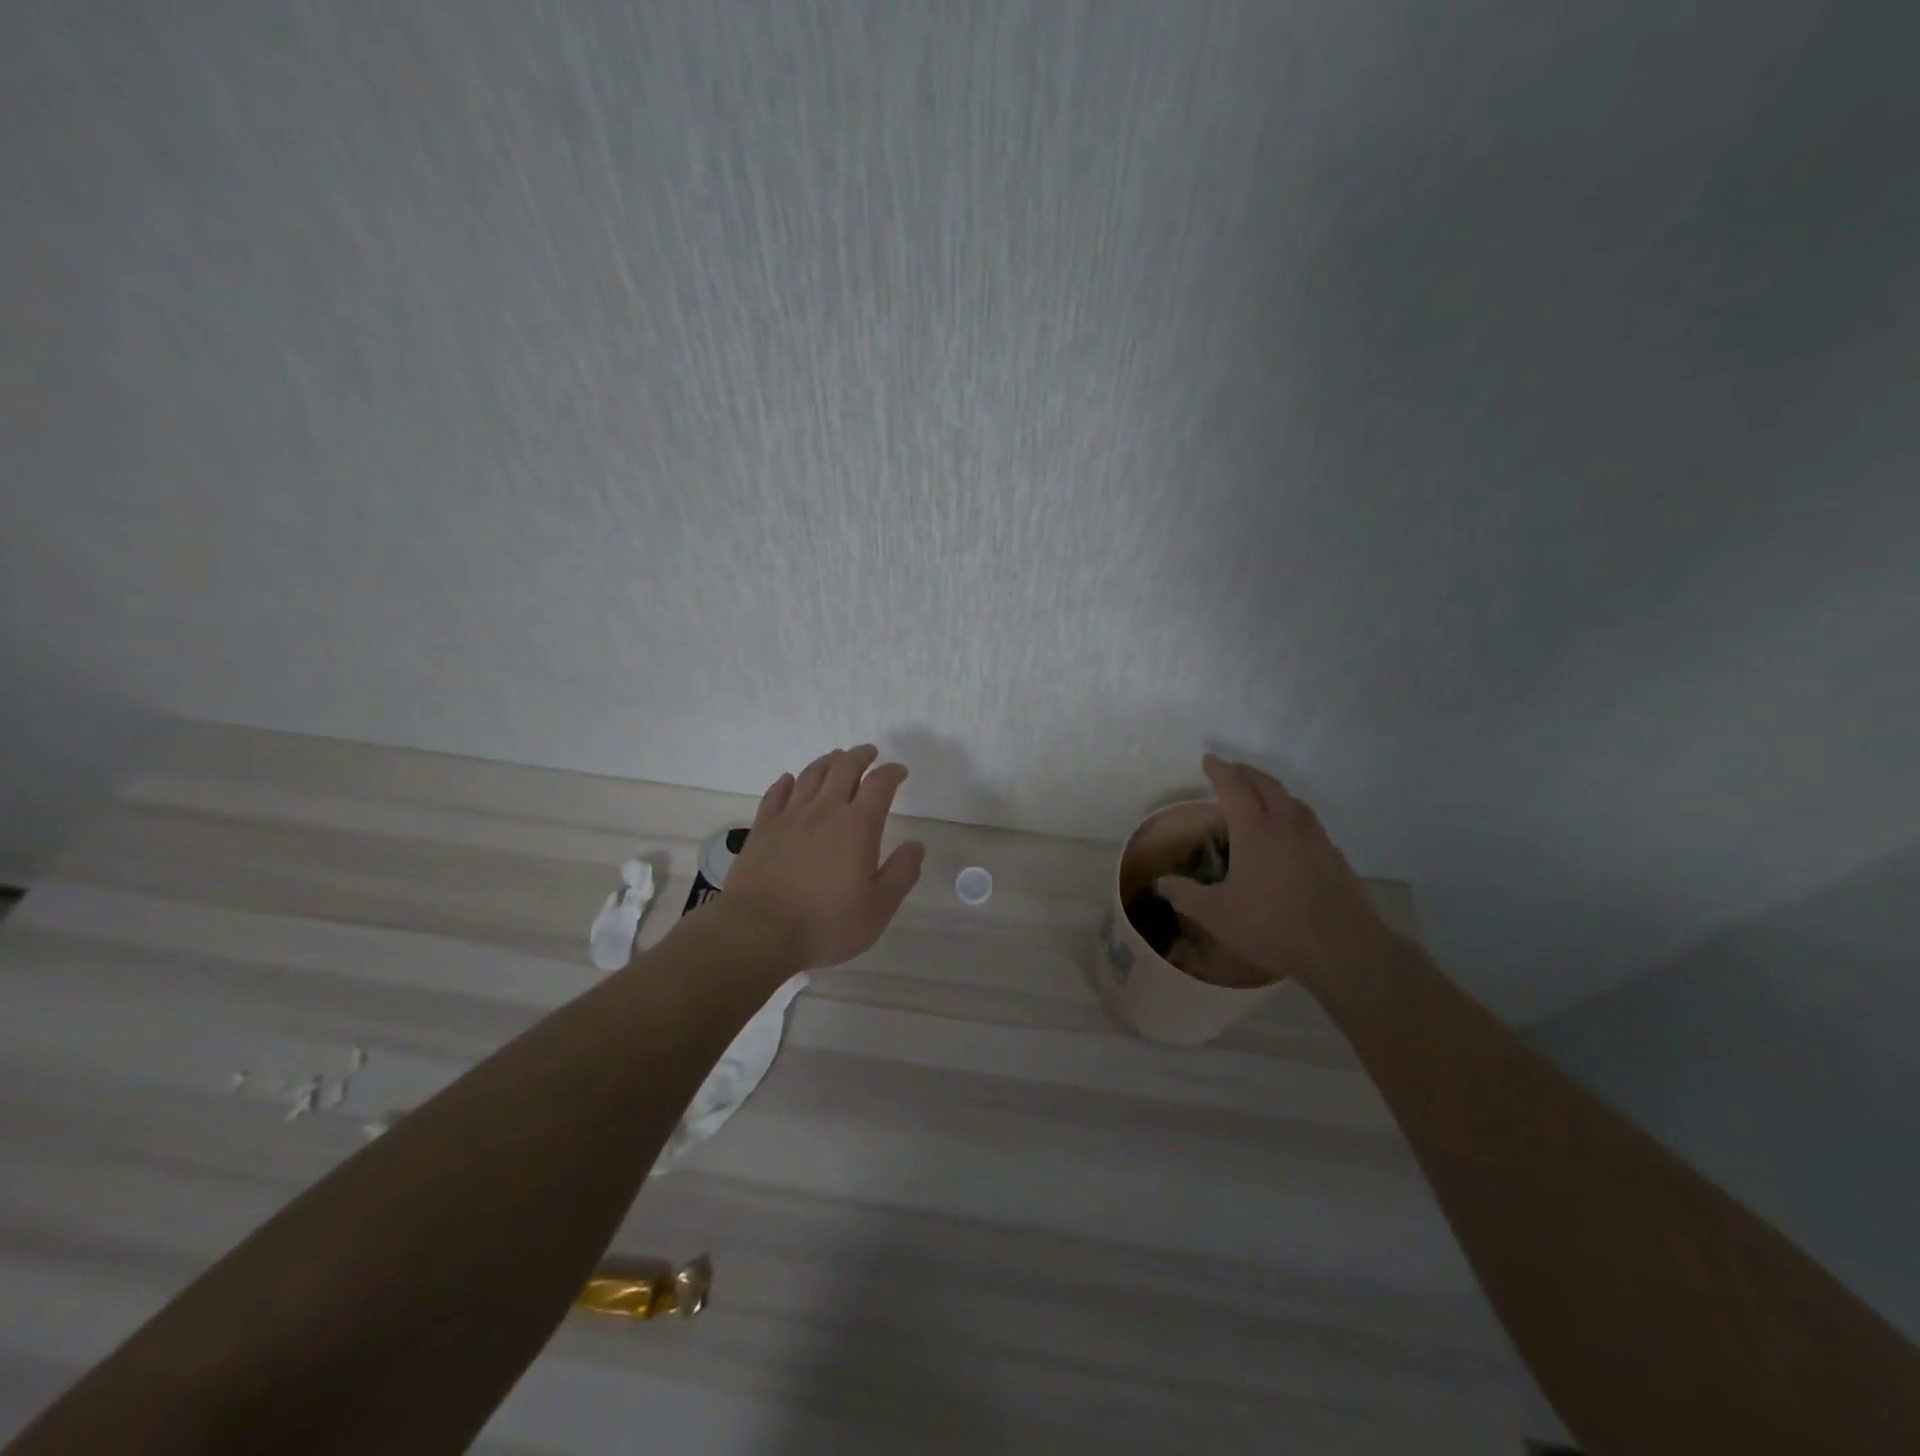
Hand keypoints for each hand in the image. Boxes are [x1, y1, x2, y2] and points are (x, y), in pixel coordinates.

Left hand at [715, 744, 925, 969]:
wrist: (759, 932)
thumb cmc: (826, 923)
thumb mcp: (878, 907)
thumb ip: (901, 873)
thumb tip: (916, 845)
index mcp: (857, 825)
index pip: (879, 785)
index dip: (892, 773)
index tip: (899, 771)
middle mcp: (824, 811)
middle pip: (843, 768)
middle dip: (860, 756)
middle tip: (869, 753)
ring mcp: (789, 817)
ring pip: (810, 775)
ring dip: (827, 762)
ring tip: (836, 758)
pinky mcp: (762, 829)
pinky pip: (776, 794)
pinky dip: (787, 782)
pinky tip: (789, 780)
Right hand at [1154, 754, 1385, 983]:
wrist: (1344, 950)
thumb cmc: (1272, 926)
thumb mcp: (1216, 915)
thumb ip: (1185, 895)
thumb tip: (1161, 882)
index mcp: (1256, 830)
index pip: (1234, 787)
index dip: (1219, 771)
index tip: (1208, 760)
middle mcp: (1287, 824)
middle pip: (1266, 784)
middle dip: (1245, 773)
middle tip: (1230, 771)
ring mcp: (1315, 838)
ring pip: (1290, 799)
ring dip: (1270, 789)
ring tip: (1257, 795)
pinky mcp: (1334, 855)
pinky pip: (1306, 819)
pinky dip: (1289, 812)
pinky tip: (1286, 832)